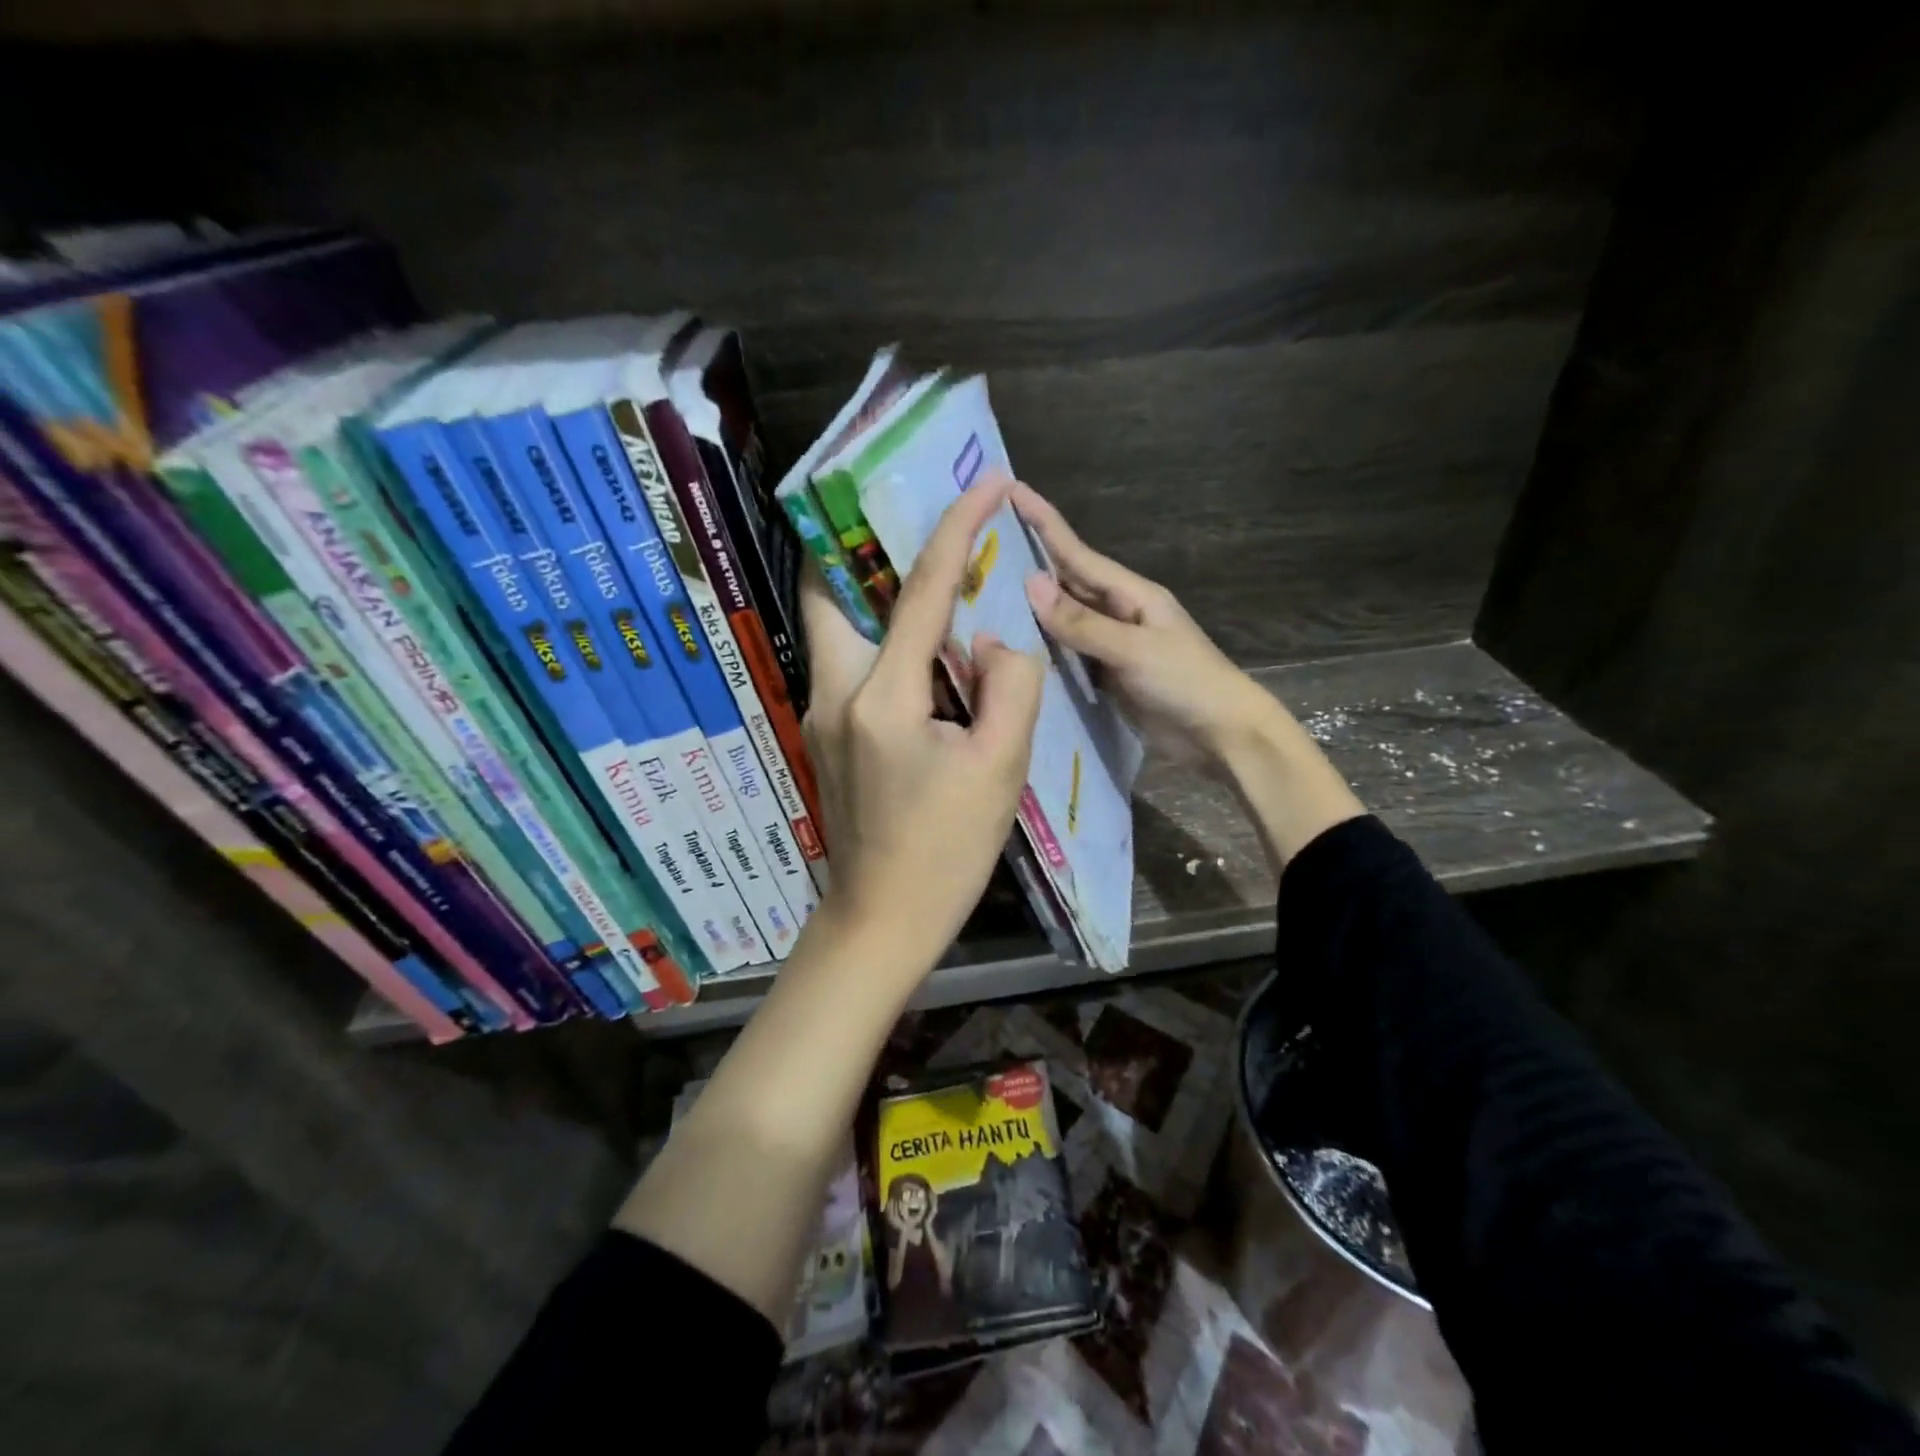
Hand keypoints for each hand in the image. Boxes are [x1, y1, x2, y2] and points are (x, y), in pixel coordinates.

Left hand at [800, 474, 1045, 972]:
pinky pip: (846, 660)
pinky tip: (917, 646)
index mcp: (883, 697)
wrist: (882, 920)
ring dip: (869, 588)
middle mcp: (835, 692)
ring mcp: (820, 714)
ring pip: (833, 624)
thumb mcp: (1002, 768)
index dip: (958, 528)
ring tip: (923, 574)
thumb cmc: (947, 852)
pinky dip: (876, 634)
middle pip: (831, 590)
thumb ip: (1009, 685)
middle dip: (866, 542)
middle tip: (912, 520)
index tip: (985, 483)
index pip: (922, 590)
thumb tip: (990, 638)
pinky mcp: (824, 734)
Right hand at [1011, 481, 1364, 867]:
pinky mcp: (1107, 676)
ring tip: (985, 593)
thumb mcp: (1134, 649)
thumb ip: (1082, 622)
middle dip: (1030, 561)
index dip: (1044, 523)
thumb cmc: (1186, 682)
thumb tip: (1031, 584)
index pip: (1077, 553)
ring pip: (1064, 619)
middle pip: (1067, 581)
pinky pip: (1068, 654)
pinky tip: (1014, 646)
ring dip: (1031, 607)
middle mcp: (1118, 613)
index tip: (1011, 491)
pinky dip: (1043, 647)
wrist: (1221, 735)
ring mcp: (1112, 646)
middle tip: (984, 544)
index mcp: (1131, 594)